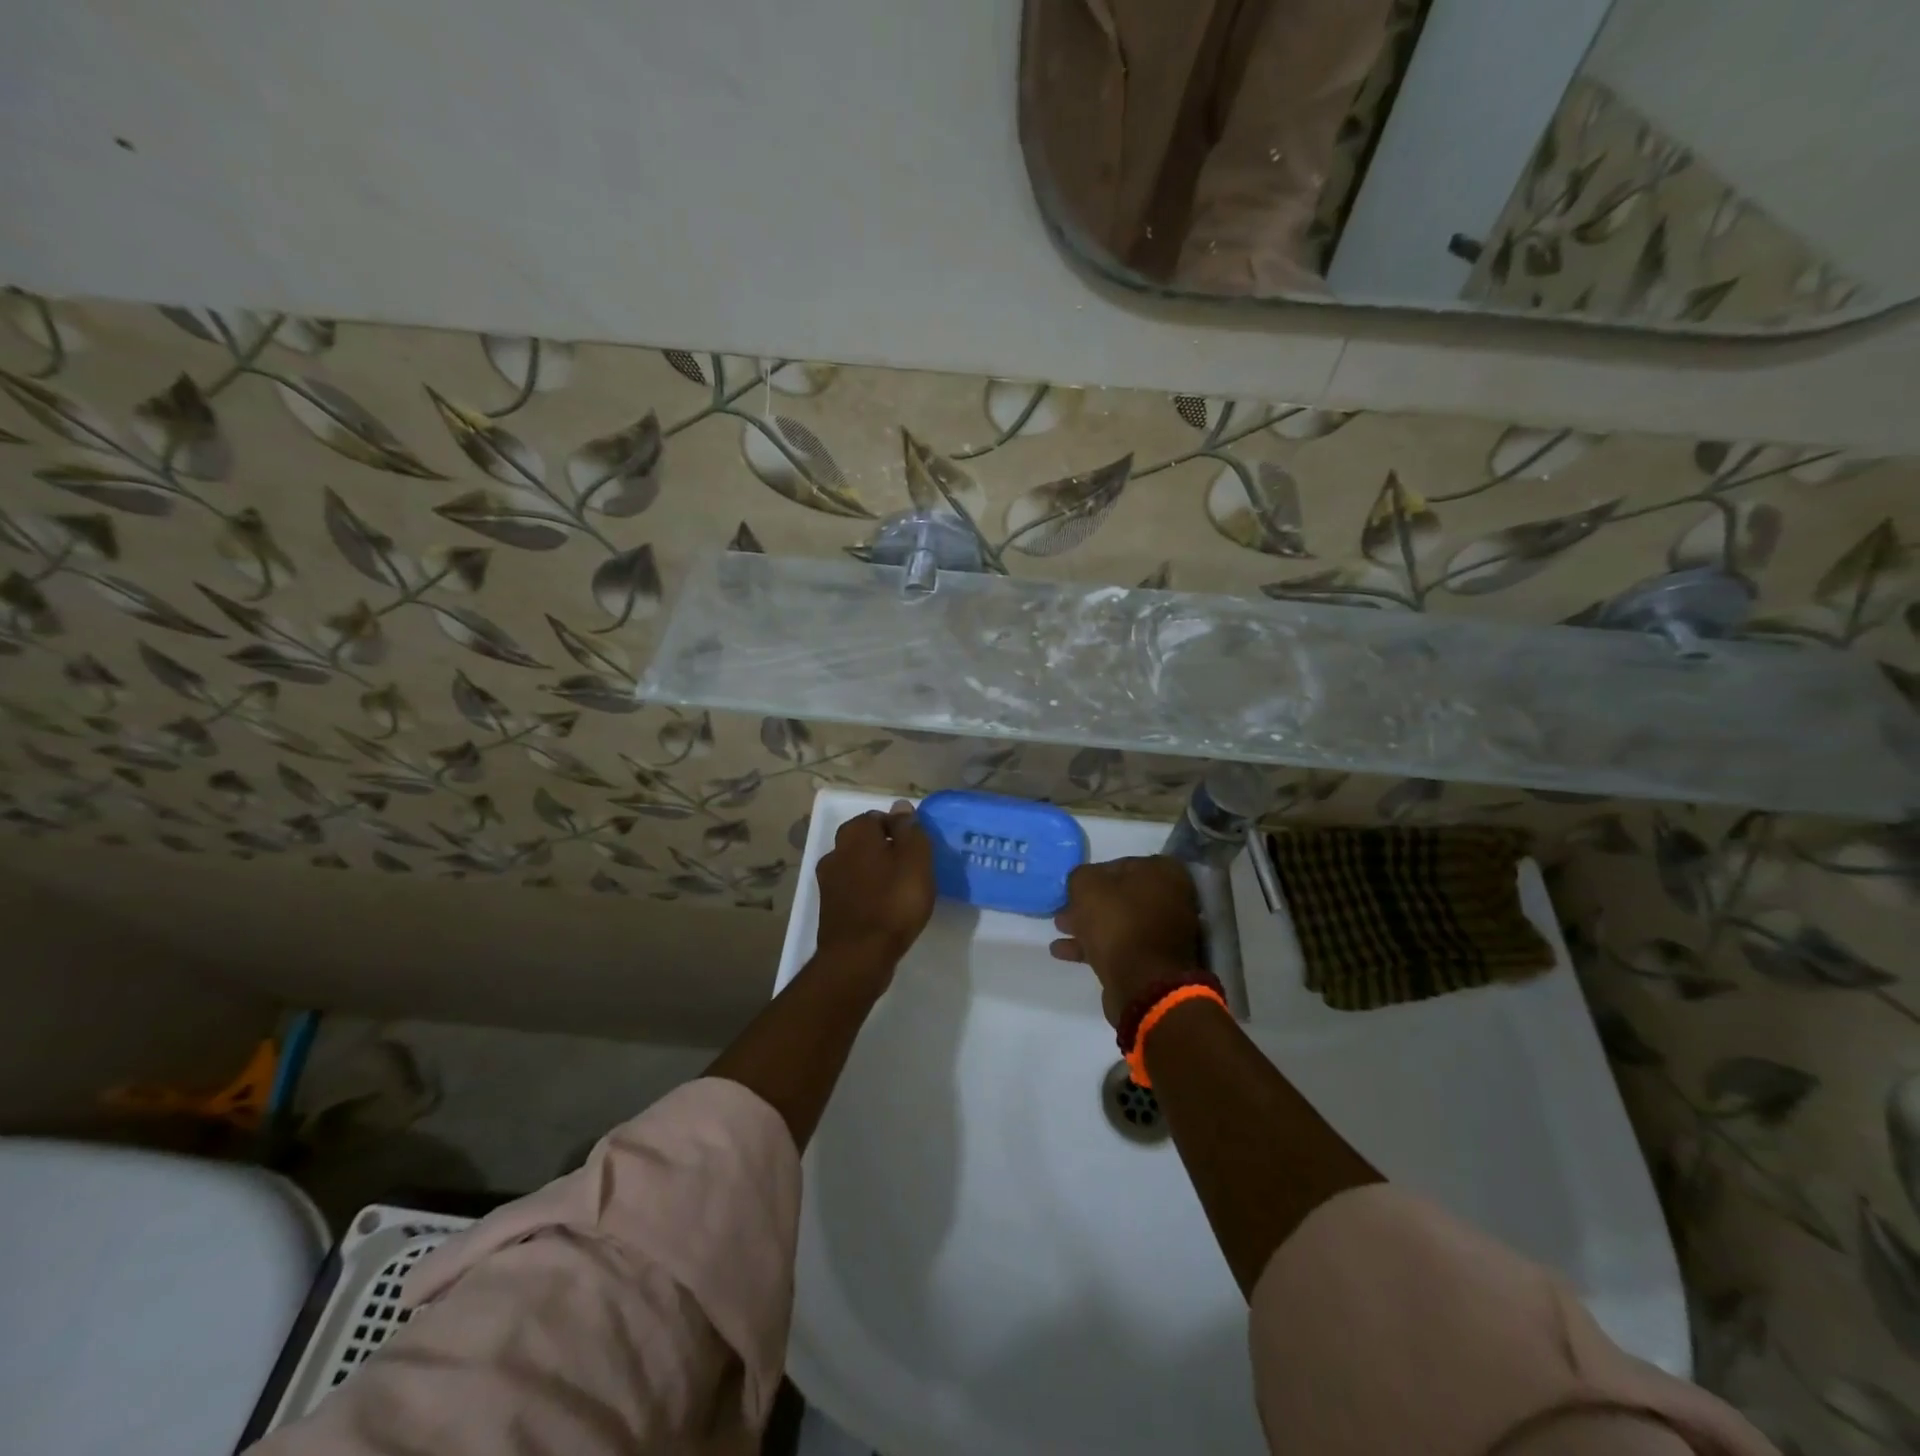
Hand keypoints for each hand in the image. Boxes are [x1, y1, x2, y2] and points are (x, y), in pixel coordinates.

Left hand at [813, 801, 936, 982]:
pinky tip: (883, 909)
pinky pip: (852, 890)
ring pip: (858, 866)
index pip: (880, 817)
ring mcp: (827, 880)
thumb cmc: (894, 901)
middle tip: (911, 870)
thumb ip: (910, 830)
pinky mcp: (828, 906)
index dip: (901, 831)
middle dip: (886, 850)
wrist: (859, 956)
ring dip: (875, 873)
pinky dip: (866, 894)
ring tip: (899, 891)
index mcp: (856, 833)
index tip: (918, 852)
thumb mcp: (915, 859)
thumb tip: (901, 807)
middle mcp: (835, 850)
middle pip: (866, 841)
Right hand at [1050, 856, 1201, 1024]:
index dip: (1093, 874)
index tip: (1073, 887)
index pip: (1120, 864)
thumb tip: (1083, 882)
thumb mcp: (1088, 886)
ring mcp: (1166, 932)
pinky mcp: (1155, 960)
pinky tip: (1064, 952)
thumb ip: (1081, 876)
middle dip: (1090, 903)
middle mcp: (1172, 898)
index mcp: (1164, 873)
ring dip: (1089, 925)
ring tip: (1059, 929)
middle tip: (1064, 908)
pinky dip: (1095, 946)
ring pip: (1119, 922)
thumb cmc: (1118, 923)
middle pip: (1121, 896)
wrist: (1143, 984)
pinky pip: (1121, 946)